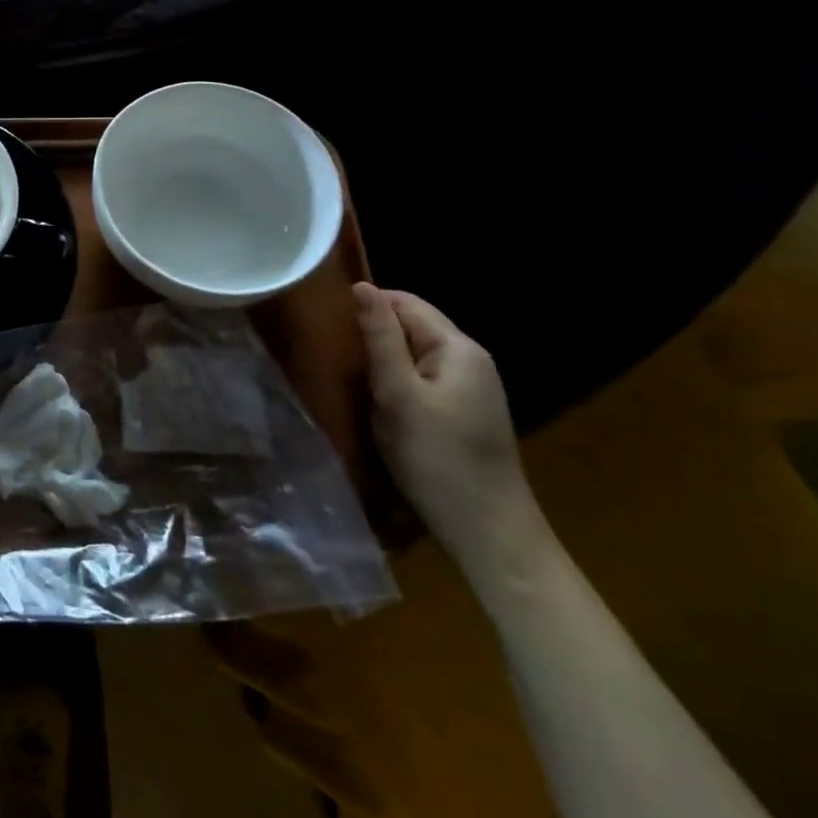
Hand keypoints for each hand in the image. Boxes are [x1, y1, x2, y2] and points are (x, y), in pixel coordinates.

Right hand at [353, 282, 548, 576]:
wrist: (488, 531)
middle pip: (413, 325)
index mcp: (458, 347)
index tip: (329, 324)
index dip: (367, 306)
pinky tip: (378, 399)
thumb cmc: (436, 456)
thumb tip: (361, 286)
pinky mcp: (465, 412)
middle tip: (334, 351)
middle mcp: (471, 359)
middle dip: (374, 332)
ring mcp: (472, 388)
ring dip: (383, 358)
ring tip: (349, 373)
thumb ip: (380, 337)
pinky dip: (397, 380)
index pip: (406, 302)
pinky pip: (424, 377)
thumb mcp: (398, 393)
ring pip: (416, 353)